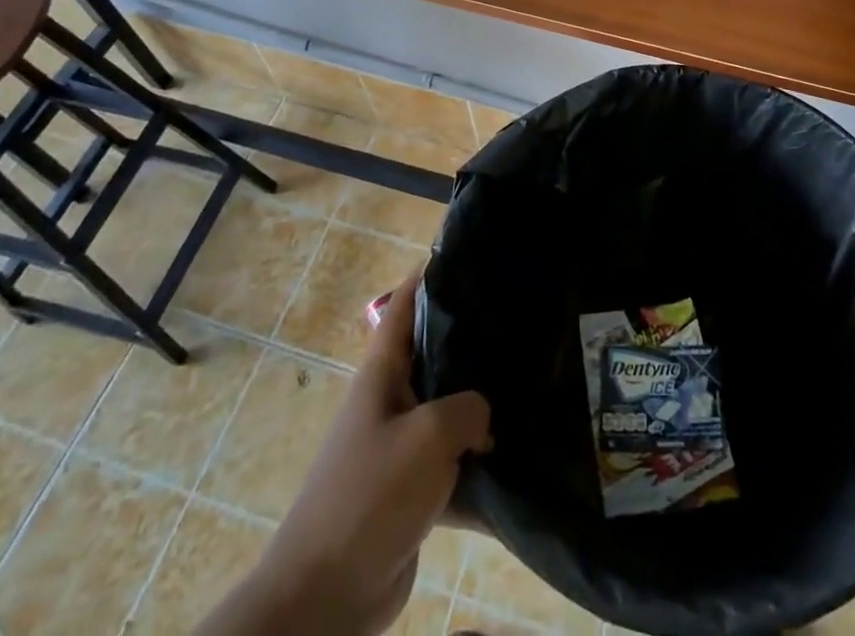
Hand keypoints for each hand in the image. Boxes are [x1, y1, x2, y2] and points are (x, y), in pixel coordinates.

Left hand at [201, 275, 490, 635]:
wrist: (324, 598)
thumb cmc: (370, 495)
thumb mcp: (429, 435)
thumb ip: (469, 408)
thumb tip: (484, 415)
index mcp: (382, 374)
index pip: (403, 306)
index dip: (429, 276)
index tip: (468, 256)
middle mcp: (389, 402)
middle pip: (432, 355)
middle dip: (471, 339)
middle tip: (520, 323)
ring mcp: (398, 448)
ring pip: (447, 411)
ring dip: (480, 406)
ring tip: (530, 385)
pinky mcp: (410, 493)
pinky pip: (451, 464)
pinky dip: (478, 464)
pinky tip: (517, 461)